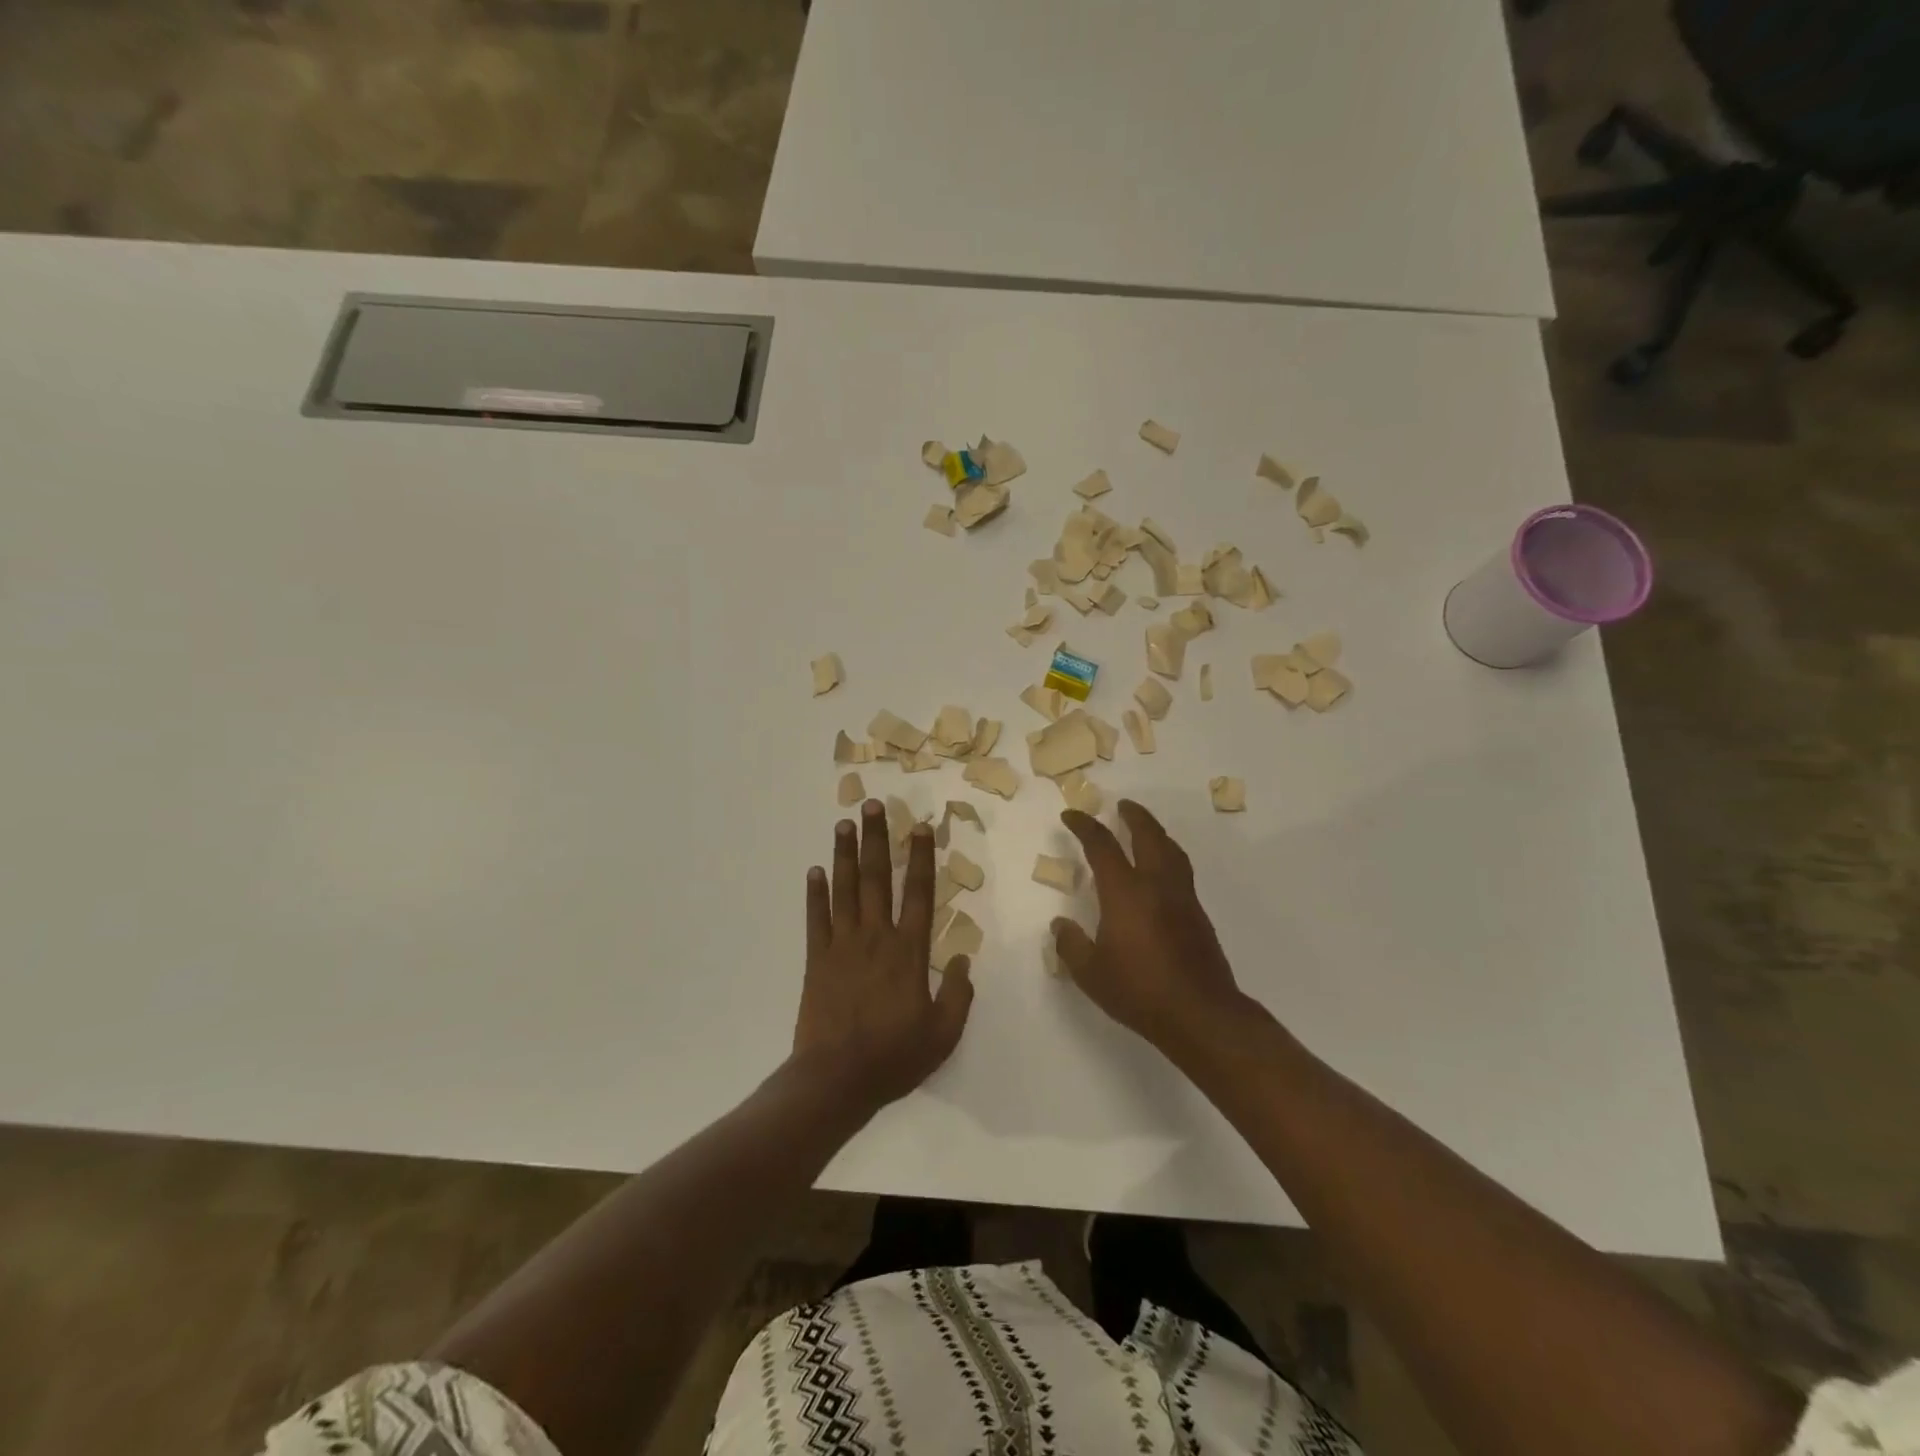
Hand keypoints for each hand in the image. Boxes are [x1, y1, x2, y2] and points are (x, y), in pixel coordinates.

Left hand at [791, 800, 973, 1112]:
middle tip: (871, 805)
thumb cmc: (894, 1057)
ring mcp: (842, 945)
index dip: (920, 858)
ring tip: (843, 824)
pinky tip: (814, 870)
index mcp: (909, 951)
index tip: (919, 827)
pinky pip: (816, 918)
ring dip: (845, 854)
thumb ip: (959, 995)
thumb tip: (965, 959)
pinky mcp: (816, 959)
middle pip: (877, 879)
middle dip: (876, 839)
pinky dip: (815, 893)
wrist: (835, 1079)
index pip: (919, 893)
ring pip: (845, 889)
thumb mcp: (943, 1034)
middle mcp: (876, 937)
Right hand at [1053, 800, 1249, 1061]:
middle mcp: (1156, 884)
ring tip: (1145, 829)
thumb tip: (1060, 925)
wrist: (1200, 1014)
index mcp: (1125, 892)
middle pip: (1147, 835)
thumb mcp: (1091, 973)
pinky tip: (1161, 870)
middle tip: (1122, 805)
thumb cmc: (1139, 991)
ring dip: (1155, 832)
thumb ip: (1071, 946)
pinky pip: (1181, 869)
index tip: (1071, 816)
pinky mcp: (1198, 914)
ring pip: (1170, 849)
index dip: (1085, 826)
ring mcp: (1182, 897)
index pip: (1102, 846)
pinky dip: (1168, 855)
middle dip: (1133, 816)